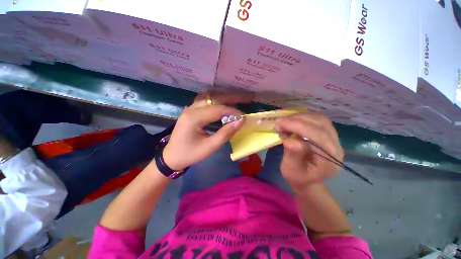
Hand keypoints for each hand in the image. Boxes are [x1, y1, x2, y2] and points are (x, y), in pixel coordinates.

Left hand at [162, 91, 253, 170]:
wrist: (172, 156)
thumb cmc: (190, 154)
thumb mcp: (209, 147)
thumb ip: (225, 134)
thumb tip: (240, 121)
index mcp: (194, 118)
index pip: (217, 109)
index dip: (232, 111)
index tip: (244, 115)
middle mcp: (191, 108)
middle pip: (214, 98)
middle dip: (232, 97)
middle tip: (247, 98)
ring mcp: (190, 108)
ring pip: (210, 96)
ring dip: (225, 96)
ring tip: (238, 98)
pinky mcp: (191, 110)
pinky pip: (205, 99)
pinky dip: (216, 98)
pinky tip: (223, 100)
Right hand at [276, 113, 343, 191]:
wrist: (307, 179)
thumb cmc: (298, 177)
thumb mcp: (291, 170)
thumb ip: (292, 155)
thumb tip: (291, 140)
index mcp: (330, 160)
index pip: (318, 136)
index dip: (298, 126)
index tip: (280, 123)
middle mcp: (336, 147)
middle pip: (320, 124)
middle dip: (297, 120)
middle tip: (280, 122)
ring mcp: (334, 139)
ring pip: (320, 119)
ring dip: (300, 117)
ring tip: (285, 122)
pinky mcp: (328, 134)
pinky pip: (317, 120)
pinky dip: (303, 118)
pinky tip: (292, 121)